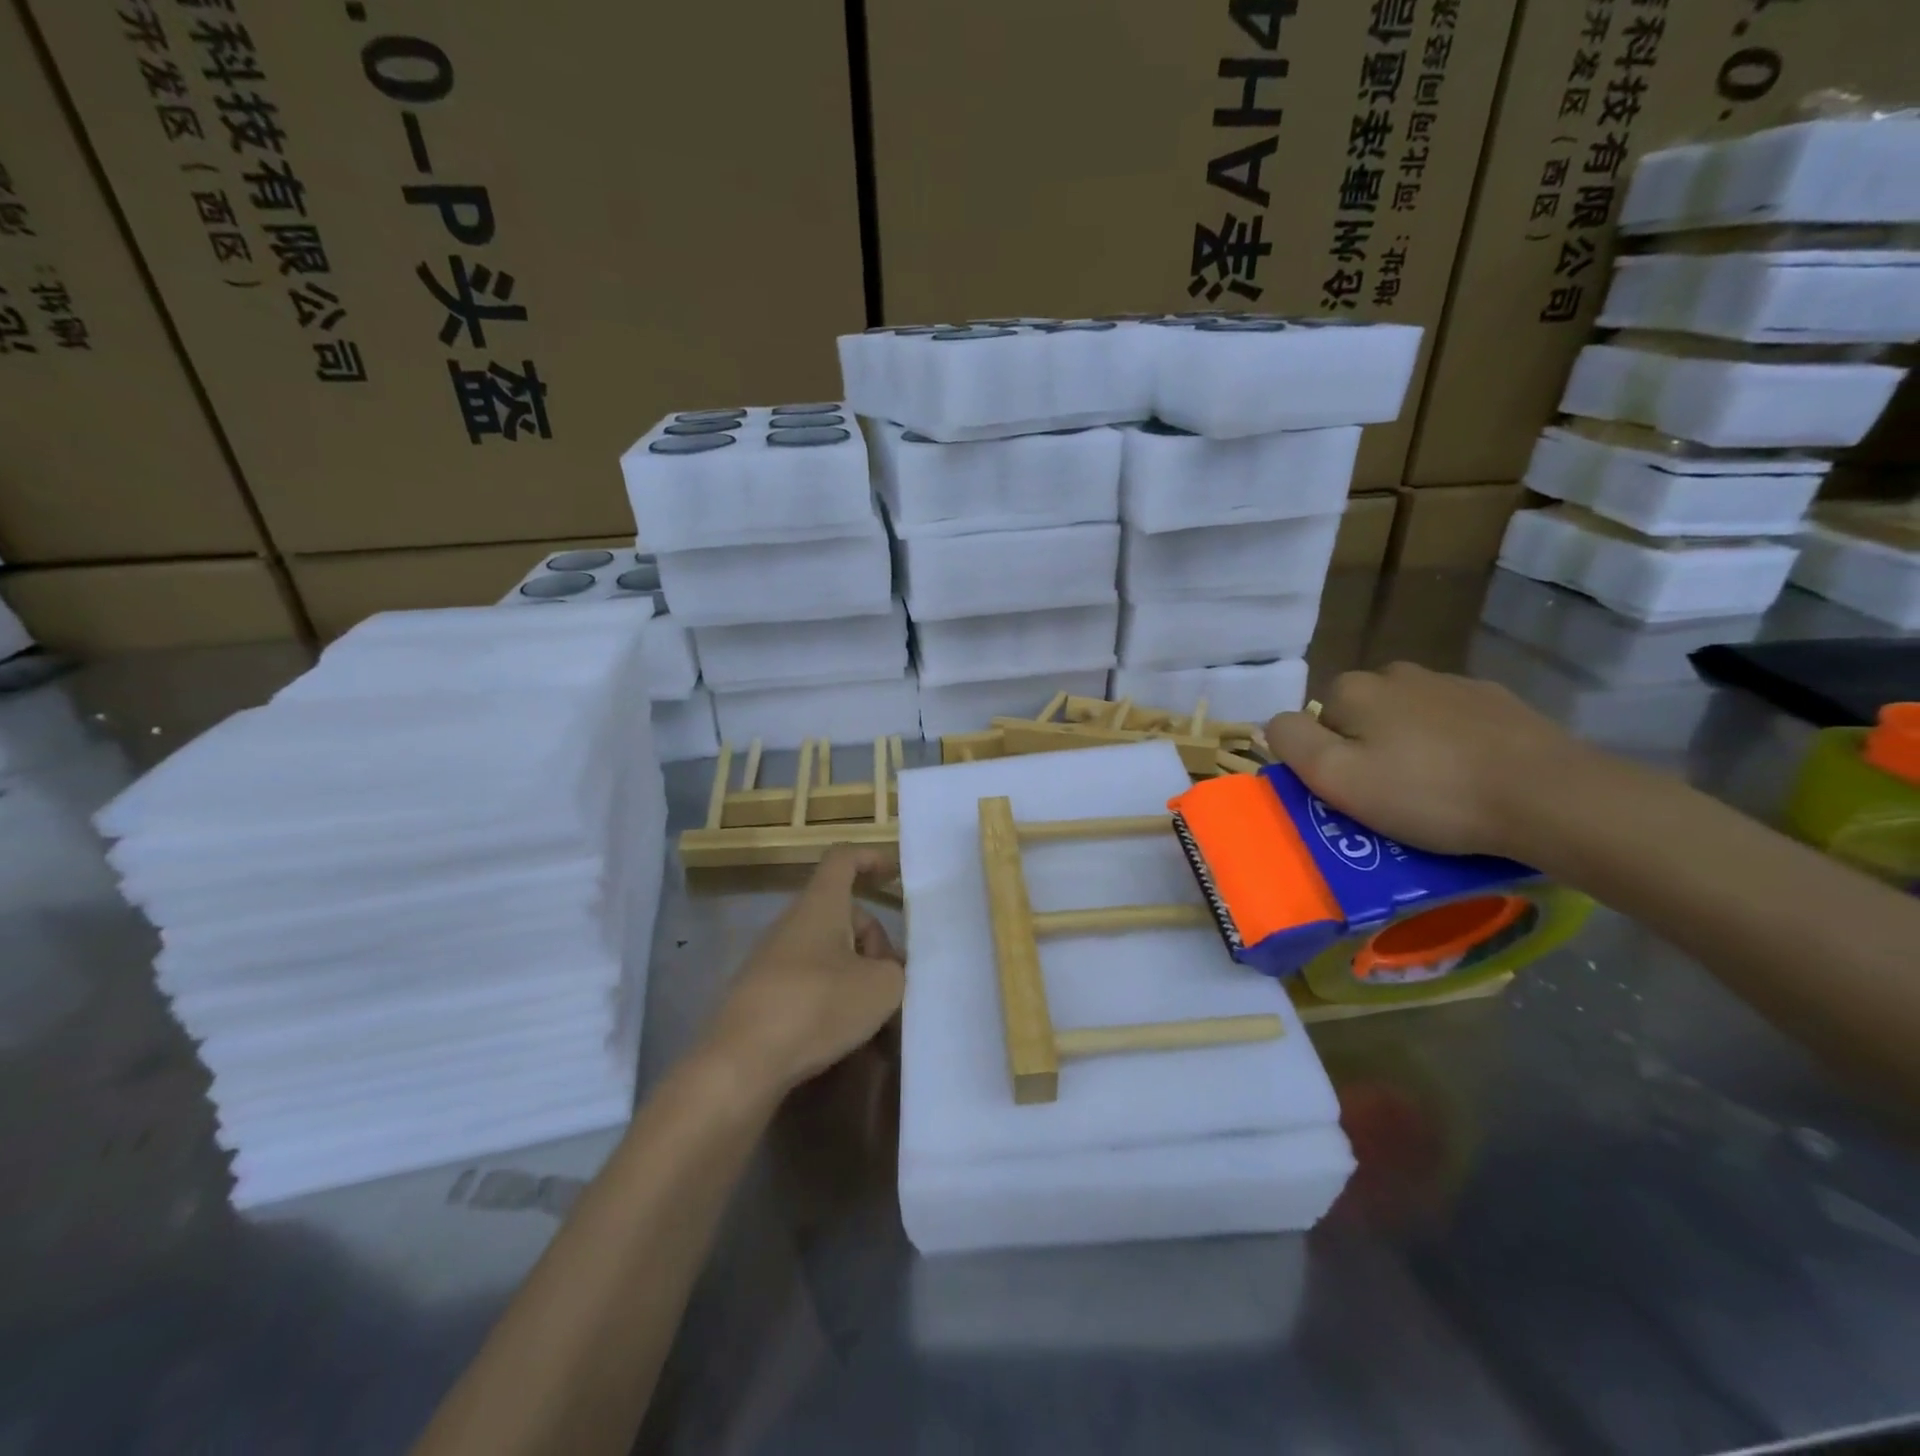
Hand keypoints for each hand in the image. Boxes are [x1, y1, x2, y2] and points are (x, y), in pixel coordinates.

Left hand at [704, 847, 905, 1102]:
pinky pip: (808, 981)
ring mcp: (771, 959)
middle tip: (893, 979)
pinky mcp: (761, 994)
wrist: (740, 1064)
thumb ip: (896, 971)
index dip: (870, 858)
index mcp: (820, 905)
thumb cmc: (817, 1007)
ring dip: (855, 973)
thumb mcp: (881, 988)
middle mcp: (792, 923)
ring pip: (826, 951)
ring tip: (874, 1015)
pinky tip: (843, 1035)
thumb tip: (888, 972)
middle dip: (874, 940)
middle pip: (841, 913)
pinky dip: (831, 997)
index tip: (895, 873)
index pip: (843, 859)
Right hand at [1264, 662, 1594, 860]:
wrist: (1548, 795)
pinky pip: (1454, 723)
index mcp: (1356, 689)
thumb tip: (1274, 723)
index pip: (1318, 721)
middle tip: (1391, 796)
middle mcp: (1399, 673)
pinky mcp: (1499, 702)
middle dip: (1368, 748)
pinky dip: (1453, 745)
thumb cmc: (1429, 792)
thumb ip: (1292, 742)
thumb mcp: (1337, 778)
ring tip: (1435, 791)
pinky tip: (1472, 777)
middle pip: (1363, 715)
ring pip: (1408, 717)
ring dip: (1410, 745)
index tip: (1354, 793)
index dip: (1329, 759)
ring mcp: (1453, 683)